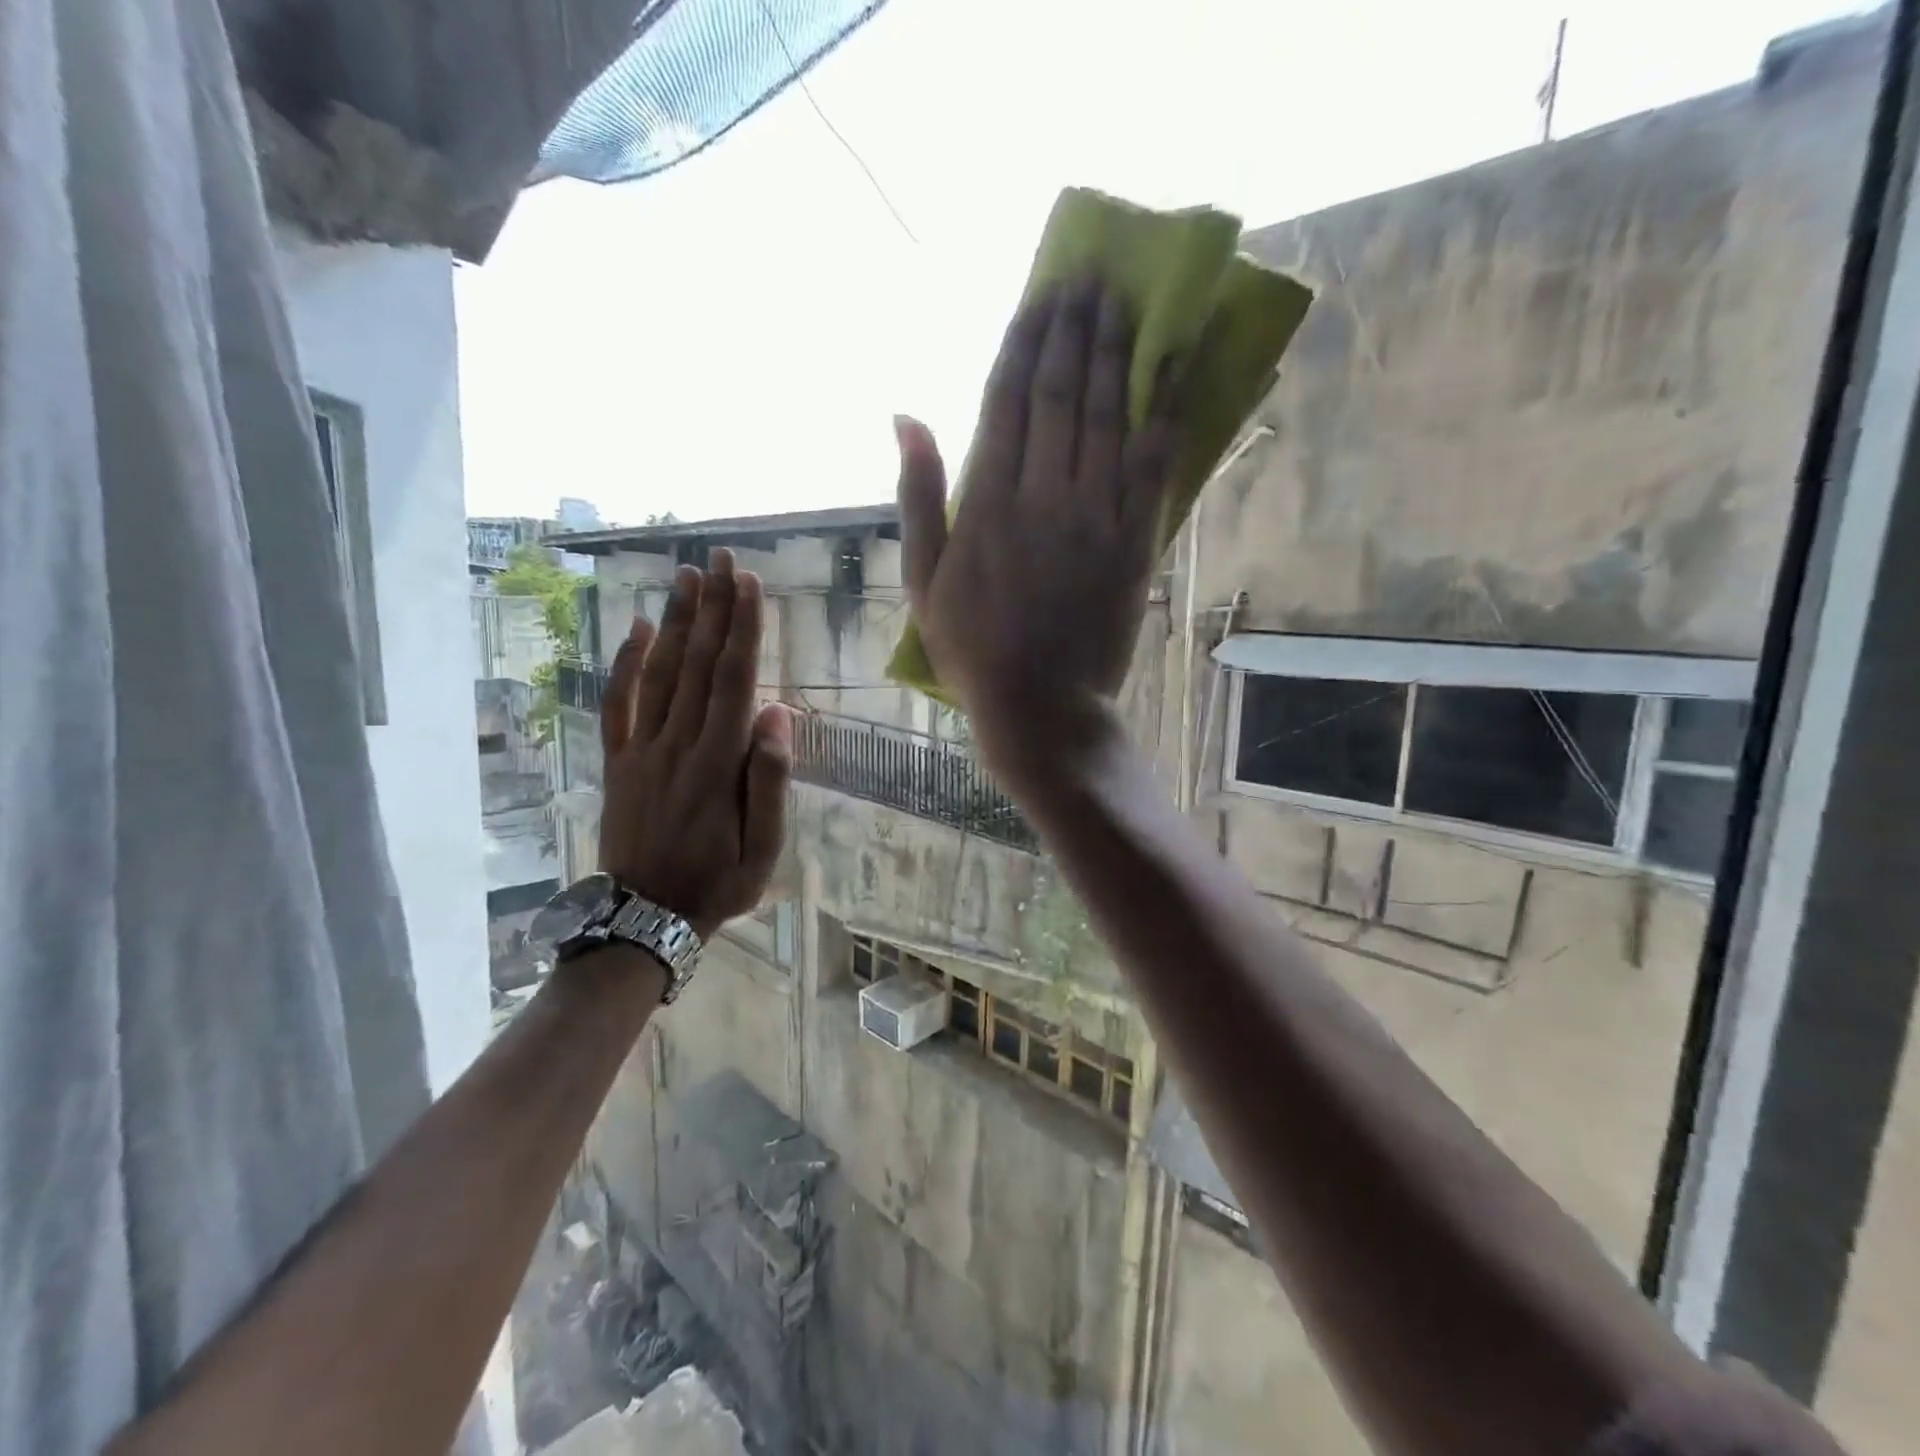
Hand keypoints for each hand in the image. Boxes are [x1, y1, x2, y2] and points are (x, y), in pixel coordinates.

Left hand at [598, 549, 791, 939]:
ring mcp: (642, 751)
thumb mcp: (762, 848)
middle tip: (719, 558)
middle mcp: (678, 745)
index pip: (733, 681)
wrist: (644, 917)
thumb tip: (777, 713)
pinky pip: (618, 704)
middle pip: (697, 664)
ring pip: (660, 674)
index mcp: (718, 764)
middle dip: (712, 608)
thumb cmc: (718, 883)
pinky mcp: (618, 761)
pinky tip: (639, 628)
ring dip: (676, 622)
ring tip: (687, 576)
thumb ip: (770, 780)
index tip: (748, 584)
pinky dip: (627, 664)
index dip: (743, 630)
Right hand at [896, 280, 1180, 775]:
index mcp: (986, 501)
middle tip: (1089, 279)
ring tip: (1122, 303)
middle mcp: (1042, 494)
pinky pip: (1153, 465)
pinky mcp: (1134, 541)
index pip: (1007, 400)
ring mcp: (1094, 516)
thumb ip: (916, 496)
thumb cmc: (972, 649)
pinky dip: (1164, 413)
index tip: (1040, 295)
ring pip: (1107, 417)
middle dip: (1074, 330)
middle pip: (1061, 395)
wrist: (1040, 705)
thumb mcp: (922, 581)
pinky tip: (1172, 368)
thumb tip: (906, 417)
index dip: (1025, 342)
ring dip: (1116, 354)